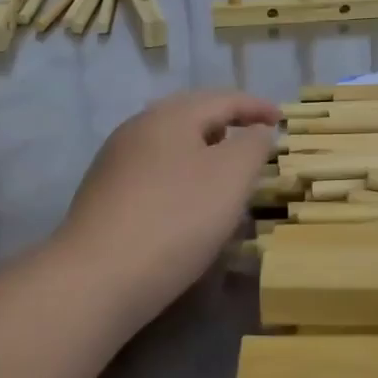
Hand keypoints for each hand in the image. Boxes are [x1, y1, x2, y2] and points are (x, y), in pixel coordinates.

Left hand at [58, 91, 278, 327]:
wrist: (96, 278)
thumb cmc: (176, 219)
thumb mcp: (231, 177)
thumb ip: (253, 146)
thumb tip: (257, 132)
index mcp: (170, 116)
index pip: (223, 99)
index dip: (256, 107)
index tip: (281, 119)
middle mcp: (138, 128)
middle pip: (191, 115)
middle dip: (226, 124)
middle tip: (254, 139)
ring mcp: (115, 161)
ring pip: (170, 143)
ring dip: (202, 150)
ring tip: (225, 171)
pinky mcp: (103, 194)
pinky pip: (153, 170)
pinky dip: (181, 174)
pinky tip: (187, 201)